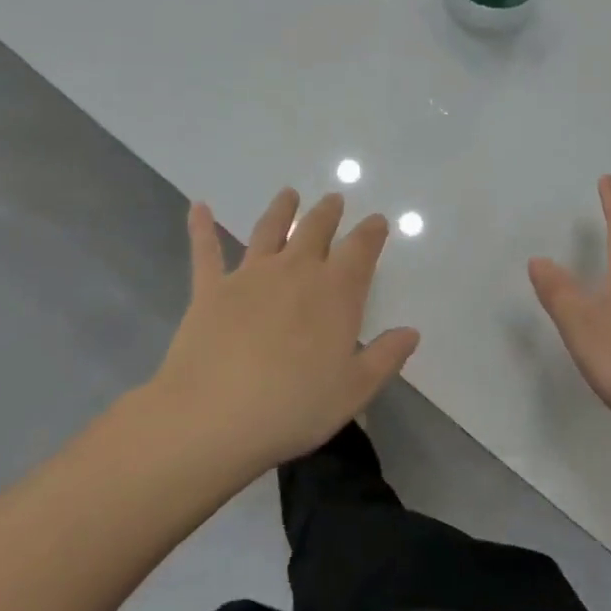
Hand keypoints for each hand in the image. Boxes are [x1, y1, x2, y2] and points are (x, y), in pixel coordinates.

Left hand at [146, 188, 419, 473]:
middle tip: (334, 199)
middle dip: (328, 213)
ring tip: (289, 194)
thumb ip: (385, 357)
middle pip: (316, 230)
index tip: (376, 221)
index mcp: (336, 293)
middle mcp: (295, 272)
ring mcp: (250, 276)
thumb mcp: (354, 391)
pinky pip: (206, 251)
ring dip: (282, 209)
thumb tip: (411, 332)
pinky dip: (201, 227)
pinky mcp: (210, 290)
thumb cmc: (294, 407)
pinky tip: (198, 207)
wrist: (213, 416)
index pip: (360, 250)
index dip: (371, 232)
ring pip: (269, 230)